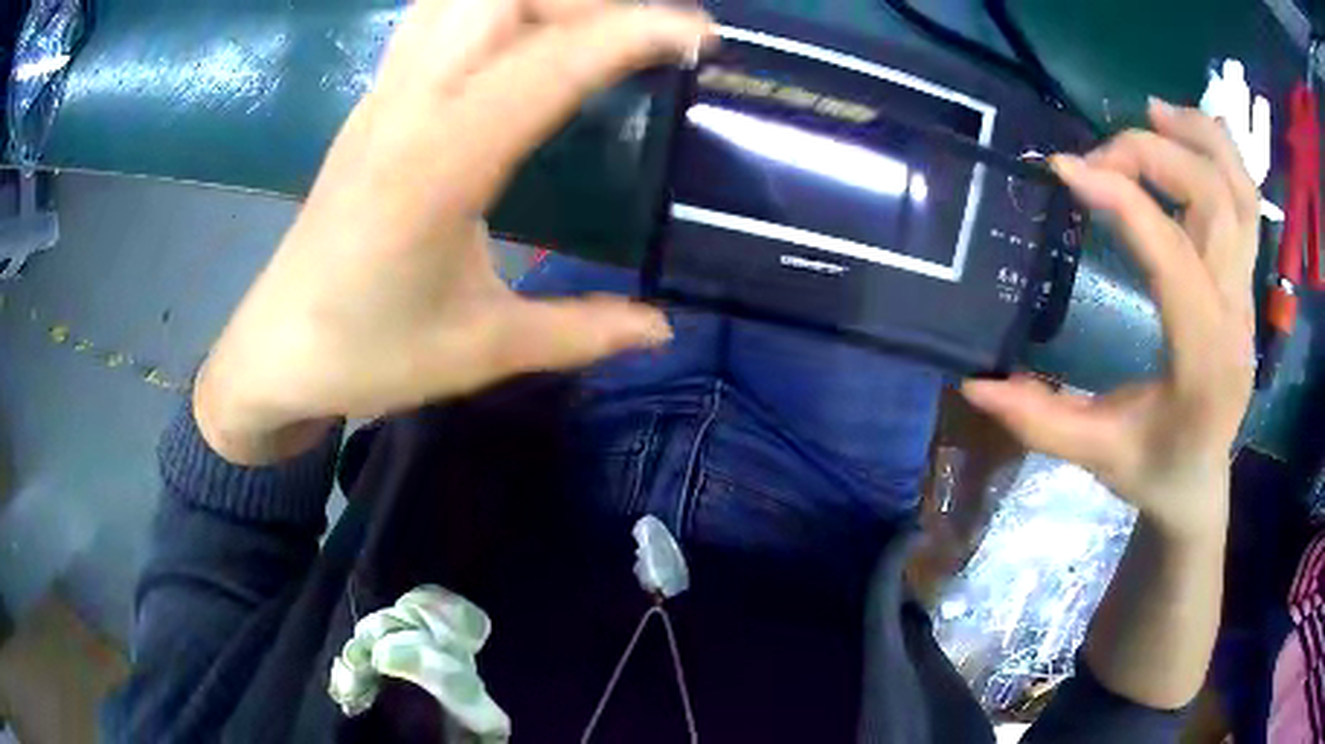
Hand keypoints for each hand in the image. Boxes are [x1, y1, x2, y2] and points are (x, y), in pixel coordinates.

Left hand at [194, 0, 713, 463]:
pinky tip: (527, 38)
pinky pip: (437, 17)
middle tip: (647, 35)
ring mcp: (383, 93)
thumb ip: (581, 331)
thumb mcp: (482, 352)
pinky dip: (496, 7)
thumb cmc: (366, 355)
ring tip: (595, 30)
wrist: (275, 350)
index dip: (633, 33)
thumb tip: (664, 324)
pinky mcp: (374, 99)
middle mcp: (406, 106)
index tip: (701, 38)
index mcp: (436, 166)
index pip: (548, 61)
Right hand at [963, 99, 1258, 541]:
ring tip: (1153, 112)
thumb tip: (975, 381)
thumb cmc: (1154, 470)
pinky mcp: (1244, 281)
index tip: (1065, 170)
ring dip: (1198, 137)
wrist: (1201, 480)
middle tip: (1099, 156)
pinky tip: (1187, 132)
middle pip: (1213, 200)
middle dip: (1153, 156)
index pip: (1172, 256)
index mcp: (1202, 362)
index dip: (1121, 200)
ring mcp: (1245, 293)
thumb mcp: (1096, 454)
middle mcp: (1234, 315)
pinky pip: (1247, 201)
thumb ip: (1041, 420)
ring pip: (1241, 191)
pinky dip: (1221, 153)